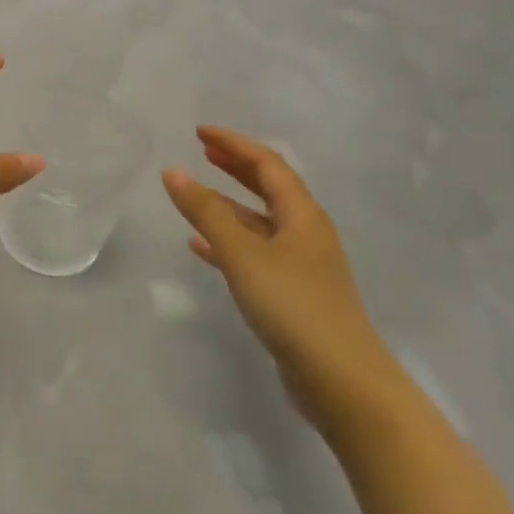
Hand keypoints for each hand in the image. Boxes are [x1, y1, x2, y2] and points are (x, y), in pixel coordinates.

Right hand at [163, 127, 404, 438]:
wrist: (341, 382)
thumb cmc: (293, 307)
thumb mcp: (243, 254)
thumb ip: (206, 212)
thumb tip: (173, 171)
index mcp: (302, 216)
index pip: (267, 165)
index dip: (234, 144)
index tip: (200, 132)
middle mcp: (305, 234)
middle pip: (268, 188)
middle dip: (236, 167)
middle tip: (203, 151)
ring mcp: (300, 266)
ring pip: (259, 222)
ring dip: (228, 204)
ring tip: (195, 194)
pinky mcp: (291, 294)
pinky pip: (253, 253)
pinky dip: (226, 241)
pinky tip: (199, 246)